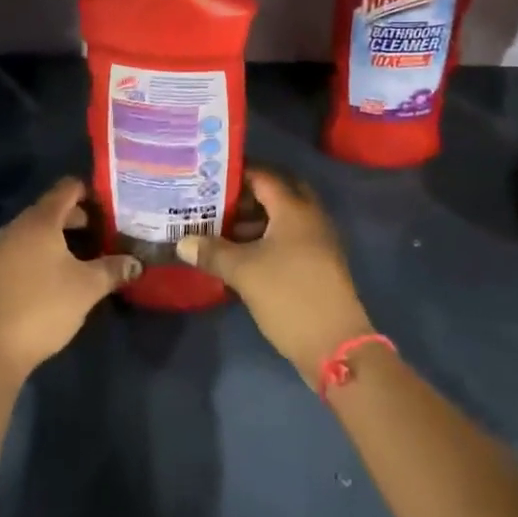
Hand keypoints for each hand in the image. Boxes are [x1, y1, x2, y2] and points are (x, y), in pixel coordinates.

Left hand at [0, 177, 140, 379]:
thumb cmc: (43, 307)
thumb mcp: (87, 288)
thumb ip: (113, 269)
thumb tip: (136, 262)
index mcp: (39, 222)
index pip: (66, 189)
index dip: (88, 192)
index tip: (108, 207)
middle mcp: (13, 227)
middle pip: (48, 211)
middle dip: (74, 220)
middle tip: (100, 236)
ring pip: (30, 234)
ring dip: (53, 240)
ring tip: (76, 261)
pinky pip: (15, 253)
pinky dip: (34, 257)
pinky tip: (46, 281)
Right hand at [178, 168, 373, 388]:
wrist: (335, 344)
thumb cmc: (288, 296)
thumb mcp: (243, 272)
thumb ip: (212, 252)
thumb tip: (182, 242)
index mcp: (294, 209)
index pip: (263, 176)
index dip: (236, 173)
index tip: (208, 175)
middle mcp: (310, 217)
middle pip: (276, 194)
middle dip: (246, 195)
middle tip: (216, 200)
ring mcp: (317, 241)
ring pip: (282, 218)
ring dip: (254, 219)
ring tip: (220, 228)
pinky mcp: (317, 263)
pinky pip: (288, 238)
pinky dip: (265, 238)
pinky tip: (240, 254)